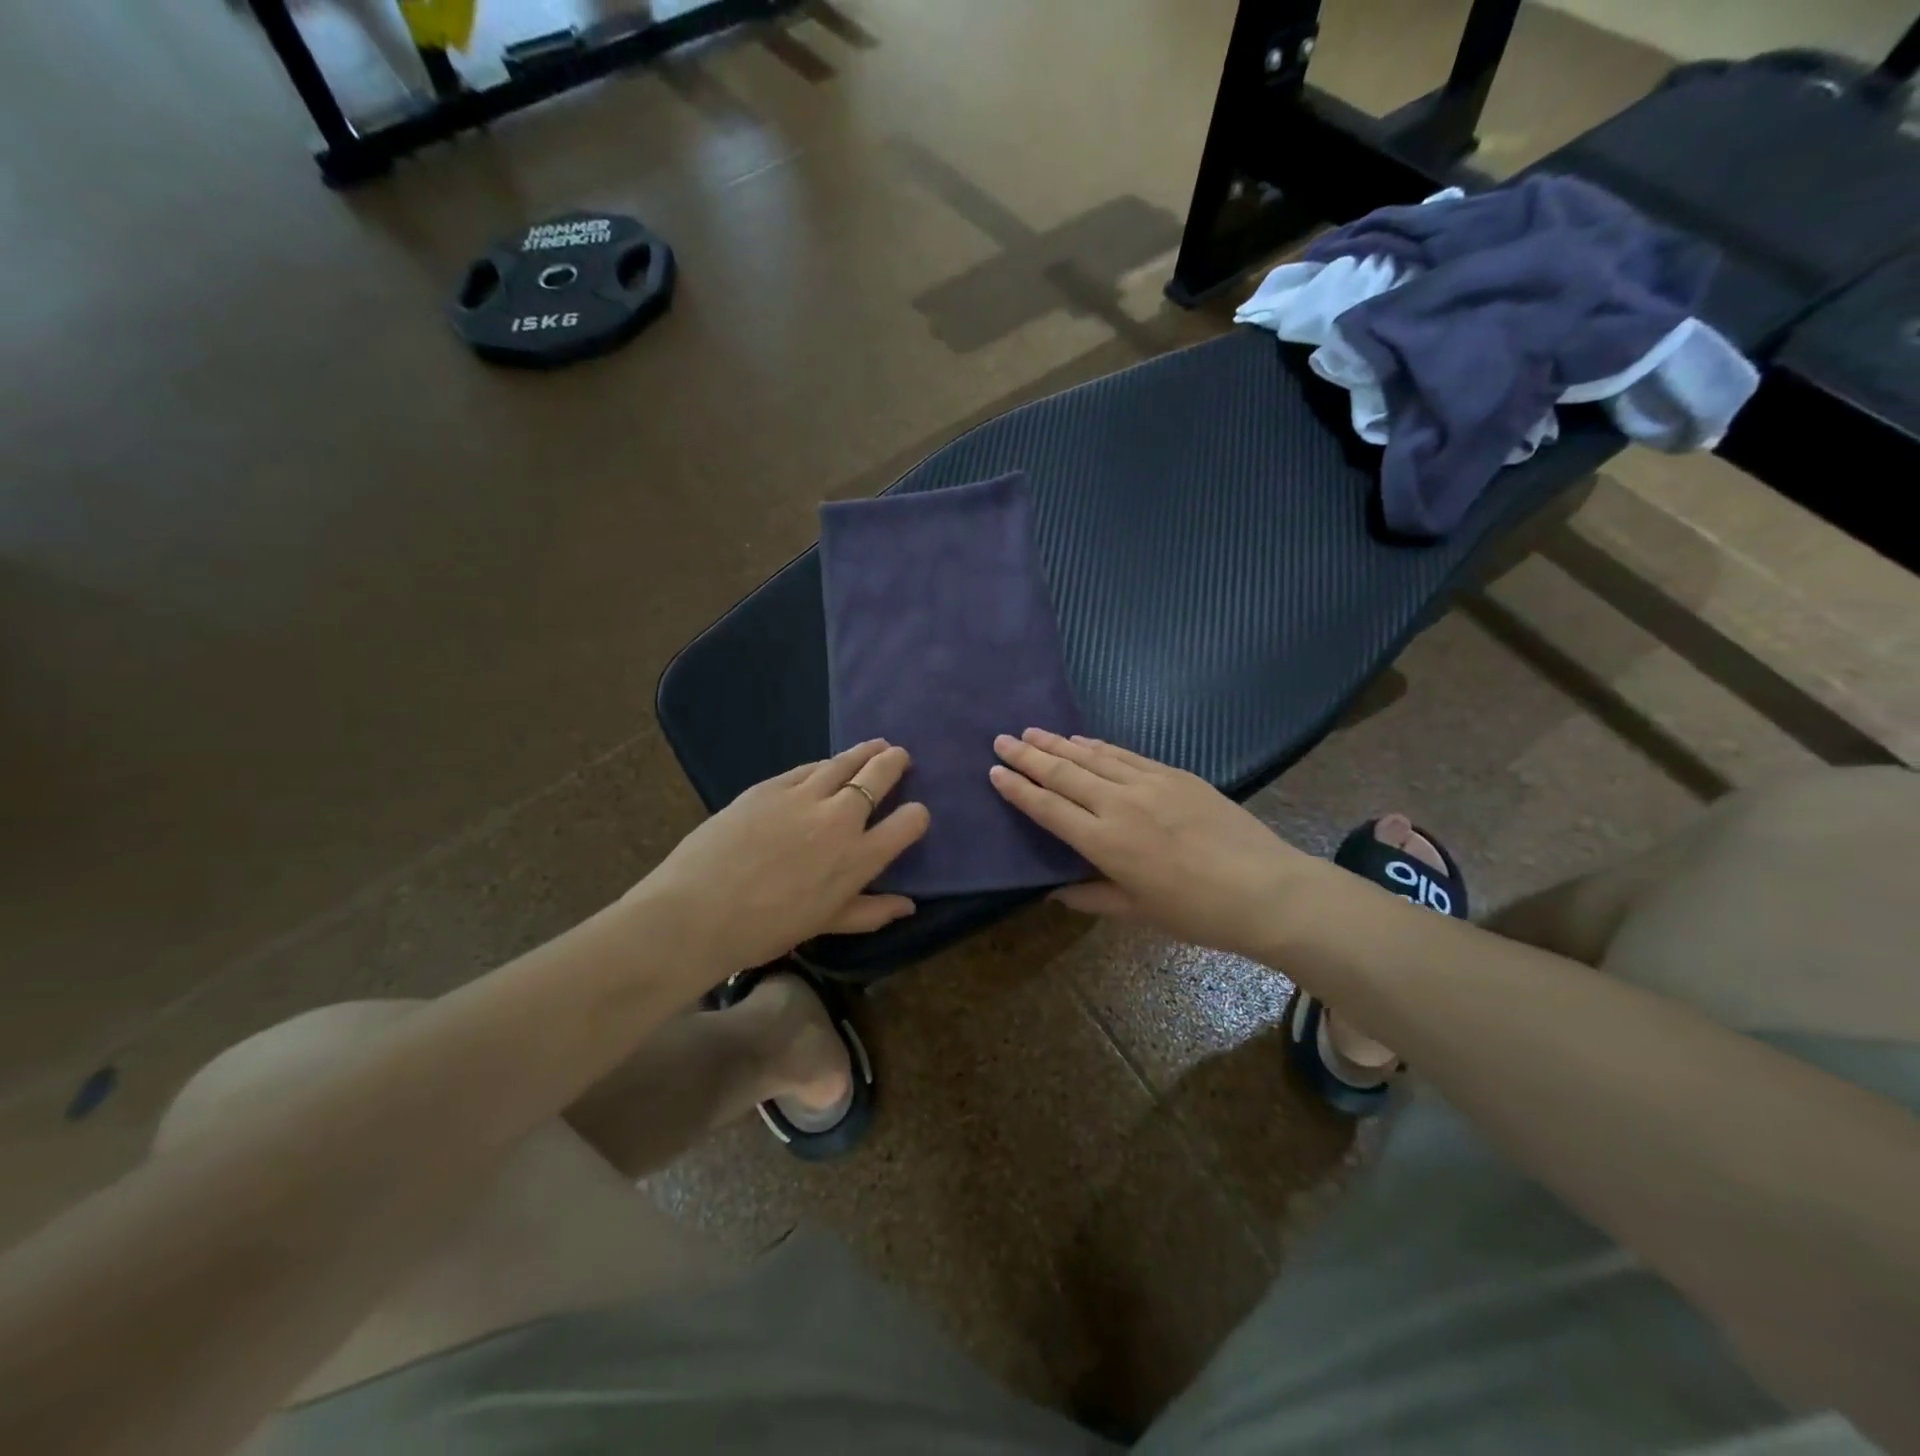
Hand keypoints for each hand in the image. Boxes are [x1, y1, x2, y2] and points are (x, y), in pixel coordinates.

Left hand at [641, 741, 929, 972]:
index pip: (909, 822)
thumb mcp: (825, 925)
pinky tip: (827, 764)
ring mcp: (804, 795)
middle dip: (896, 763)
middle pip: (880, 775)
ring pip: (845, 761)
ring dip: (865, 752)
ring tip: (877, 745)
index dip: (917, 815)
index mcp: (858, 857)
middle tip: (900, 757)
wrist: (696, 911)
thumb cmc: (765, 929)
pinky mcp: (771, 785)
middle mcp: (839, 818)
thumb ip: (871, 912)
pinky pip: (808, 767)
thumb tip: (909, 905)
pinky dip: (825, 765)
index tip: (913, 815)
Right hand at [989, 728, 1314, 957]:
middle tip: (1001, 740)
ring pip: (1092, 757)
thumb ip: (1091, 897)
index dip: (1018, 789)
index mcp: (1104, 843)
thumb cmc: (1197, 912)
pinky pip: (1126, 754)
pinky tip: (1082, 740)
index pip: (1048, 808)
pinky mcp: (1174, 774)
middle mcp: (1119, 805)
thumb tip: (1052, 892)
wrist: (1266, 890)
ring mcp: (1148, 783)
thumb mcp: (1138, 912)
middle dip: (1028, 756)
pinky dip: (1099, 746)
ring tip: (1032, 732)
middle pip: (1063, 773)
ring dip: (1058, 743)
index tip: (994, 771)